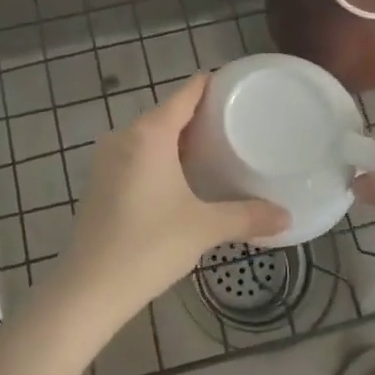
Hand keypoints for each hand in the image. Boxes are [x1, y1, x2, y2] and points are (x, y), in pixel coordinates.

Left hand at [59, 75, 286, 323]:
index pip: (185, 94)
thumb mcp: (203, 228)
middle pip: (167, 113)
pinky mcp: (99, 180)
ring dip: (178, 138)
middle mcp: (125, 136)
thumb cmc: (148, 246)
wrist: (89, 288)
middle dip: (199, 116)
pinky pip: (136, 154)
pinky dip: (159, 156)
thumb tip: (286, 217)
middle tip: (236, 123)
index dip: (210, 85)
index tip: (237, 85)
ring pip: (149, 135)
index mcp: (150, 134)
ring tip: (214, 149)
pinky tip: (180, 177)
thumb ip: (246, 217)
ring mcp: (107, 158)